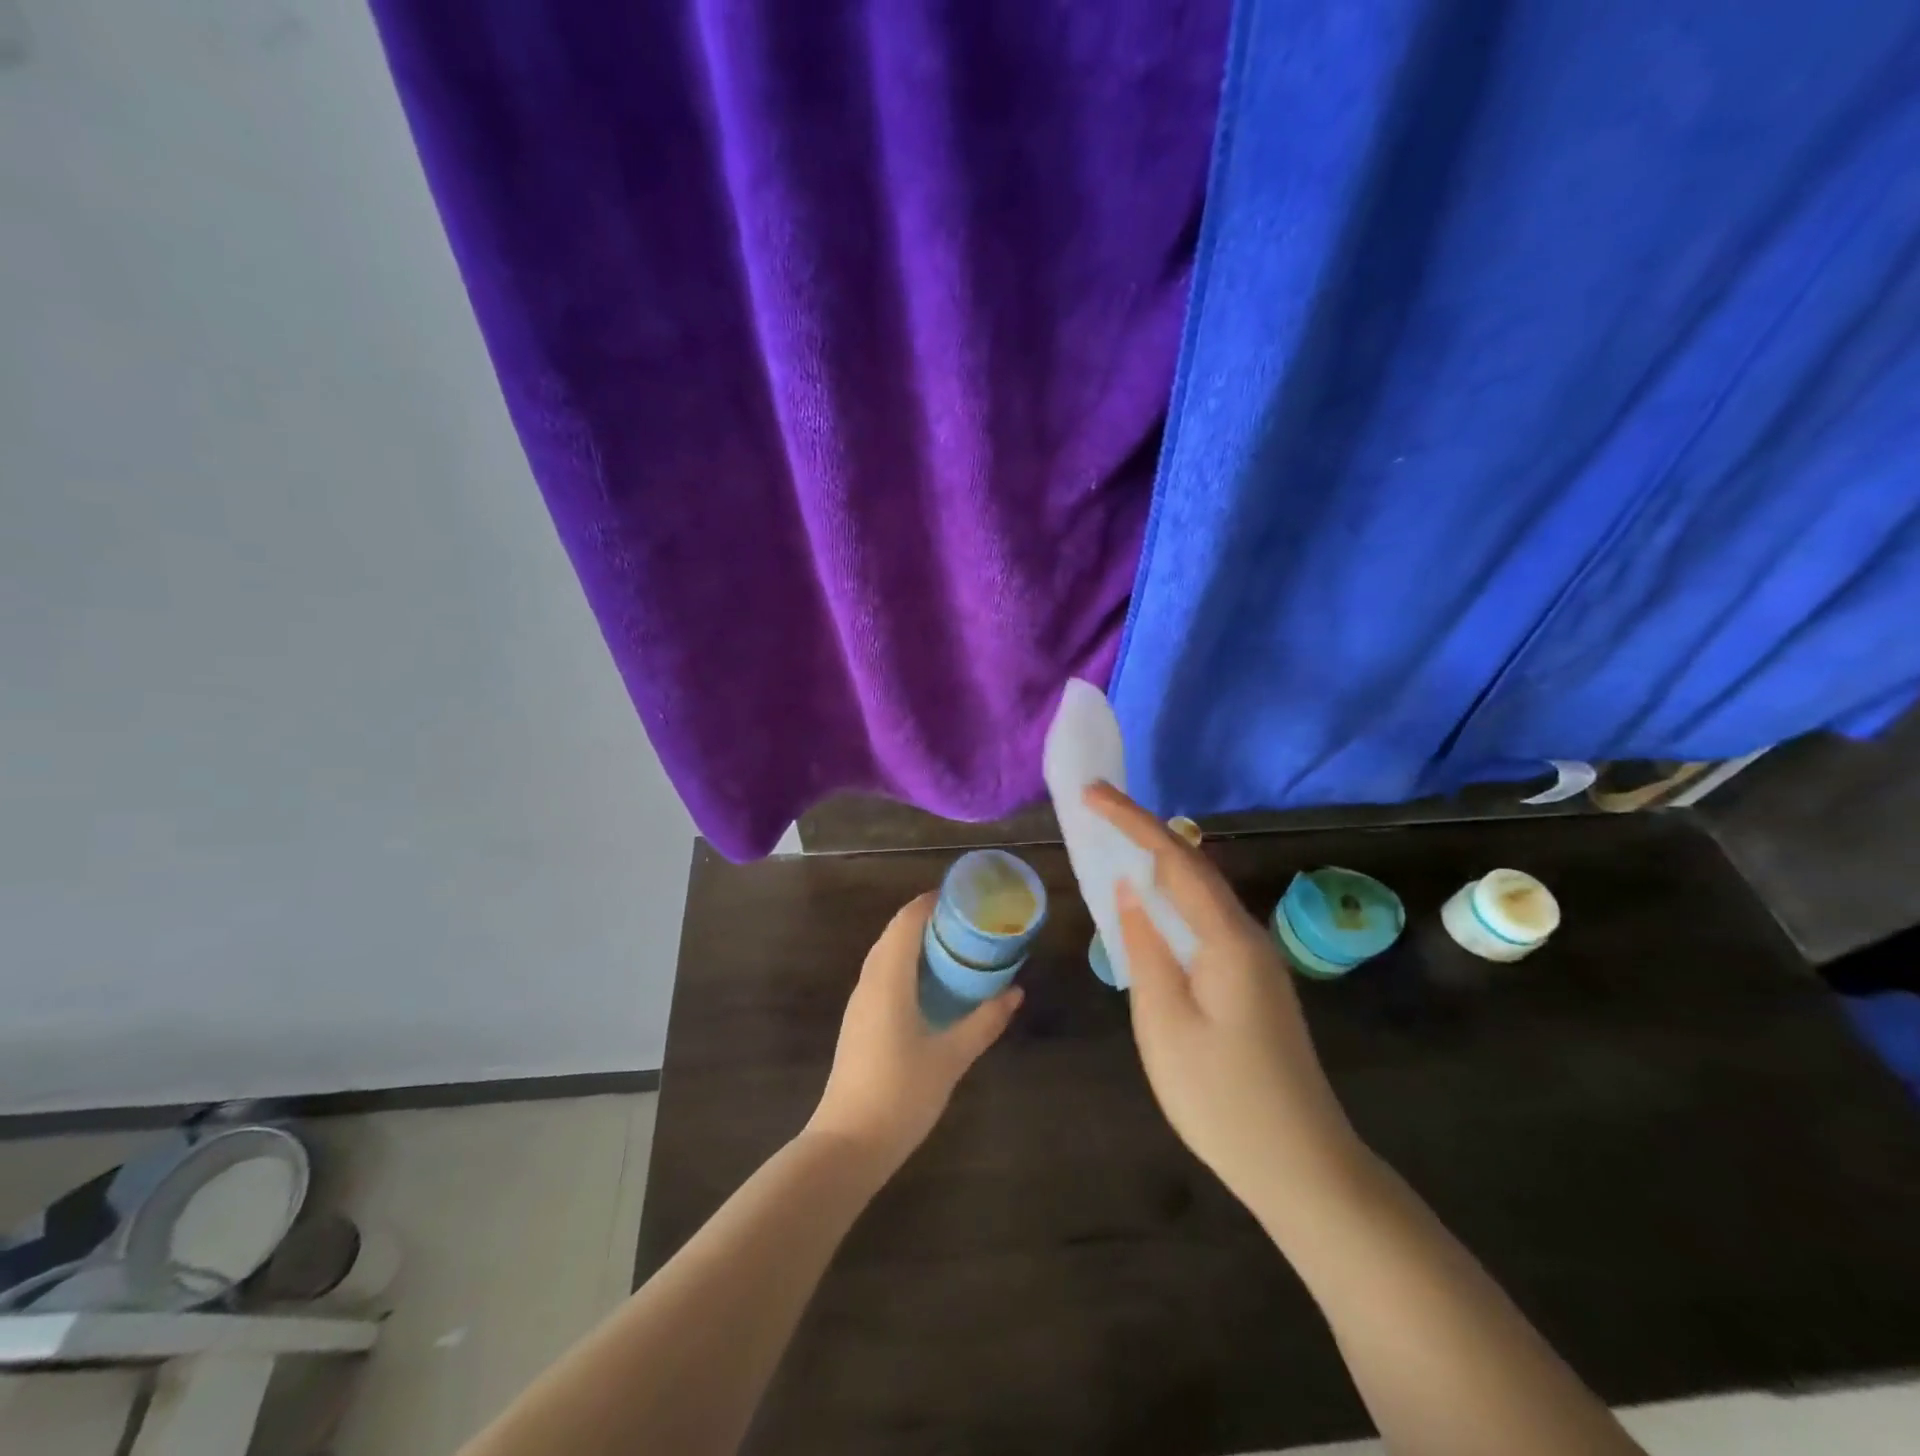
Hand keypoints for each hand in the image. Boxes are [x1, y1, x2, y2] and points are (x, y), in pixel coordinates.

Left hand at [806, 892, 1021, 1174]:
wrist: (848, 1144)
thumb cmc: (901, 1094)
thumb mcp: (951, 1057)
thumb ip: (984, 1021)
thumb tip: (1015, 992)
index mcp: (888, 979)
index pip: (906, 921)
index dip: (931, 902)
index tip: (964, 897)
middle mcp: (869, 982)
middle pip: (894, 933)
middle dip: (928, 919)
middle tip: (968, 921)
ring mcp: (860, 1003)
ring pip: (886, 954)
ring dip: (916, 942)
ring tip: (955, 946)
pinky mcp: (858, 1022)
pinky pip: (882, 975)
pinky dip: (906, 964)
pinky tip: (931, 984)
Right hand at [1087, 784, 1366, 1218]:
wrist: (1304, 1168)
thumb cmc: (1222, 1098)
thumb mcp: (1164, 1022)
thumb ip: (1145, 948)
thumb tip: (1129, 890)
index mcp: (1227, 939)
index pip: (1174, 859)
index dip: (1131, 821)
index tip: (1091, 793)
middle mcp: (1247, 936)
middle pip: (1192, 866)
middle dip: (1143, 832)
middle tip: (1096, 812)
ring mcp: (1255, 960)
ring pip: (1201, 893)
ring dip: (1158, 863)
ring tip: (1115, 845)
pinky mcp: (1252, 982)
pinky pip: (1206, 921)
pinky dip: (1172, 899)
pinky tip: (1151, 907)